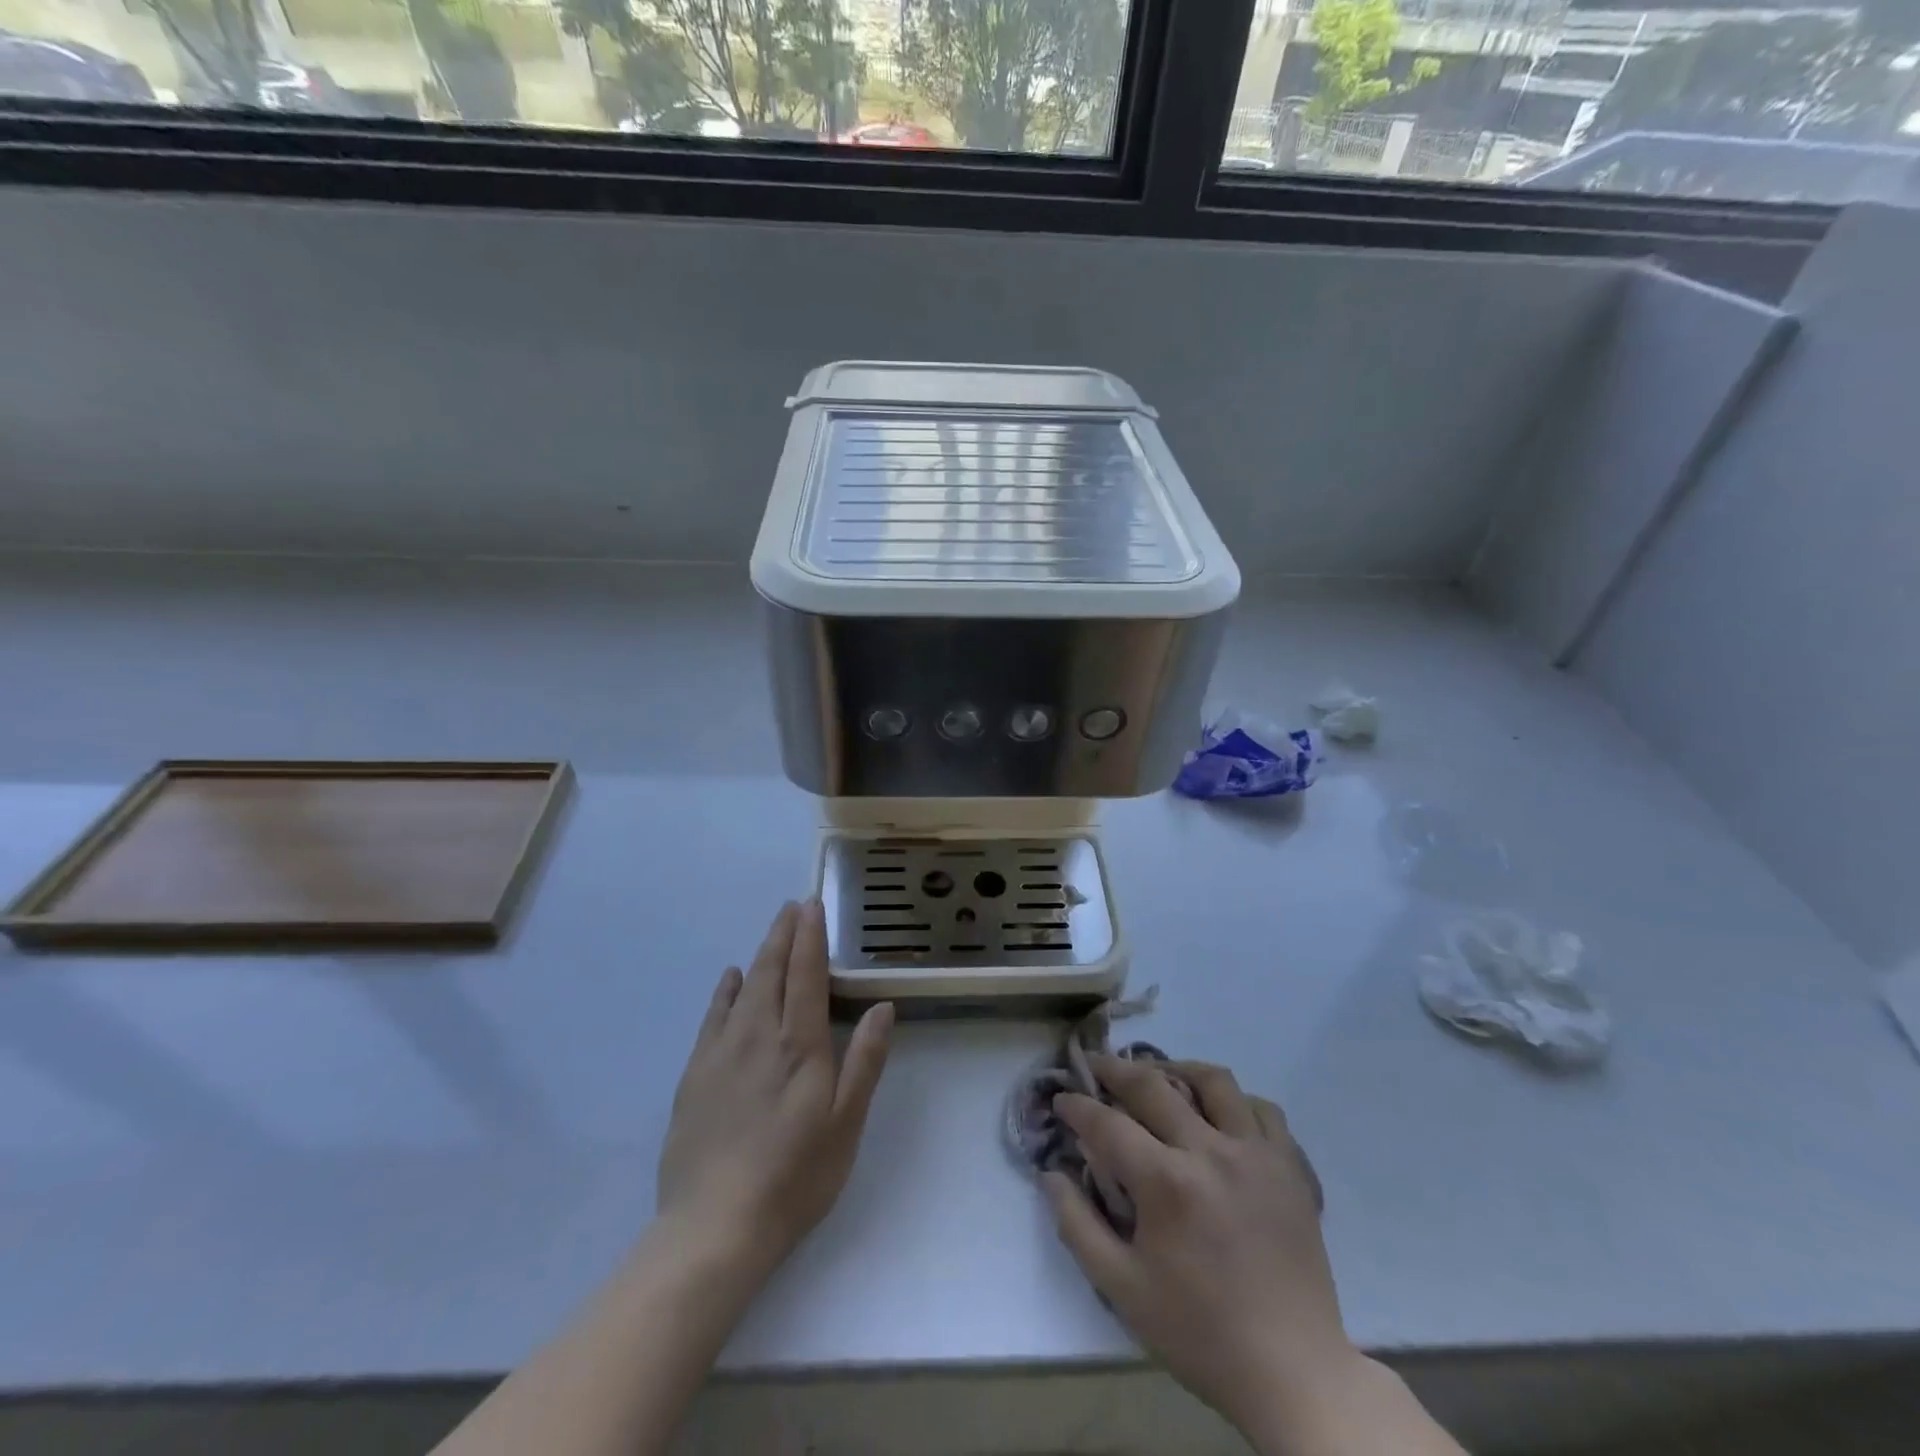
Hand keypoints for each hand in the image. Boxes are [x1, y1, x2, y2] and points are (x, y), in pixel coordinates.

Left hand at [657, 900, 893, 1274]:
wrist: (714, 1226)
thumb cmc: (794, 1176)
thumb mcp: (845, 1124)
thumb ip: (864, 1061)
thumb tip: (882, 1007)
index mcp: (799, 1044)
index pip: (806, 974)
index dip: (810, 937)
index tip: (812, 906)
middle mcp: (758, 1034)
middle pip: (772, 970)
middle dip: (784, 934)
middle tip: (793, 907)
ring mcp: (721, 1052)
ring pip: (743, 987)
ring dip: (760, 955)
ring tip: (771, 932)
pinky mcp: (695, 1075)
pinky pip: (712, 1016)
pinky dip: (724, 990)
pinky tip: (730, 979)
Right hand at [1046, 1059, 1353, 1431]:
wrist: (1292, 1373)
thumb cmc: (1200, 1332)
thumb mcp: (1122, 1289)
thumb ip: (1077, 1225)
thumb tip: (1050, 1174)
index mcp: (1167, 1182)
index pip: (1107, 1123)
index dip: (1077, 1106)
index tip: (1061, 1099)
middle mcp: (1211, 1151)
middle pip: (1153, 1084)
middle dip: (1114, 1069)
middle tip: (1095, 1065)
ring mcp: (1257, 1154)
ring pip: (1214, 1081)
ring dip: (1177, 1070)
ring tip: (1160, 1077)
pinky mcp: (1291, 1167)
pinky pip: (1262, 1110)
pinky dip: (1236, 1102)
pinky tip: (1220, 1116)